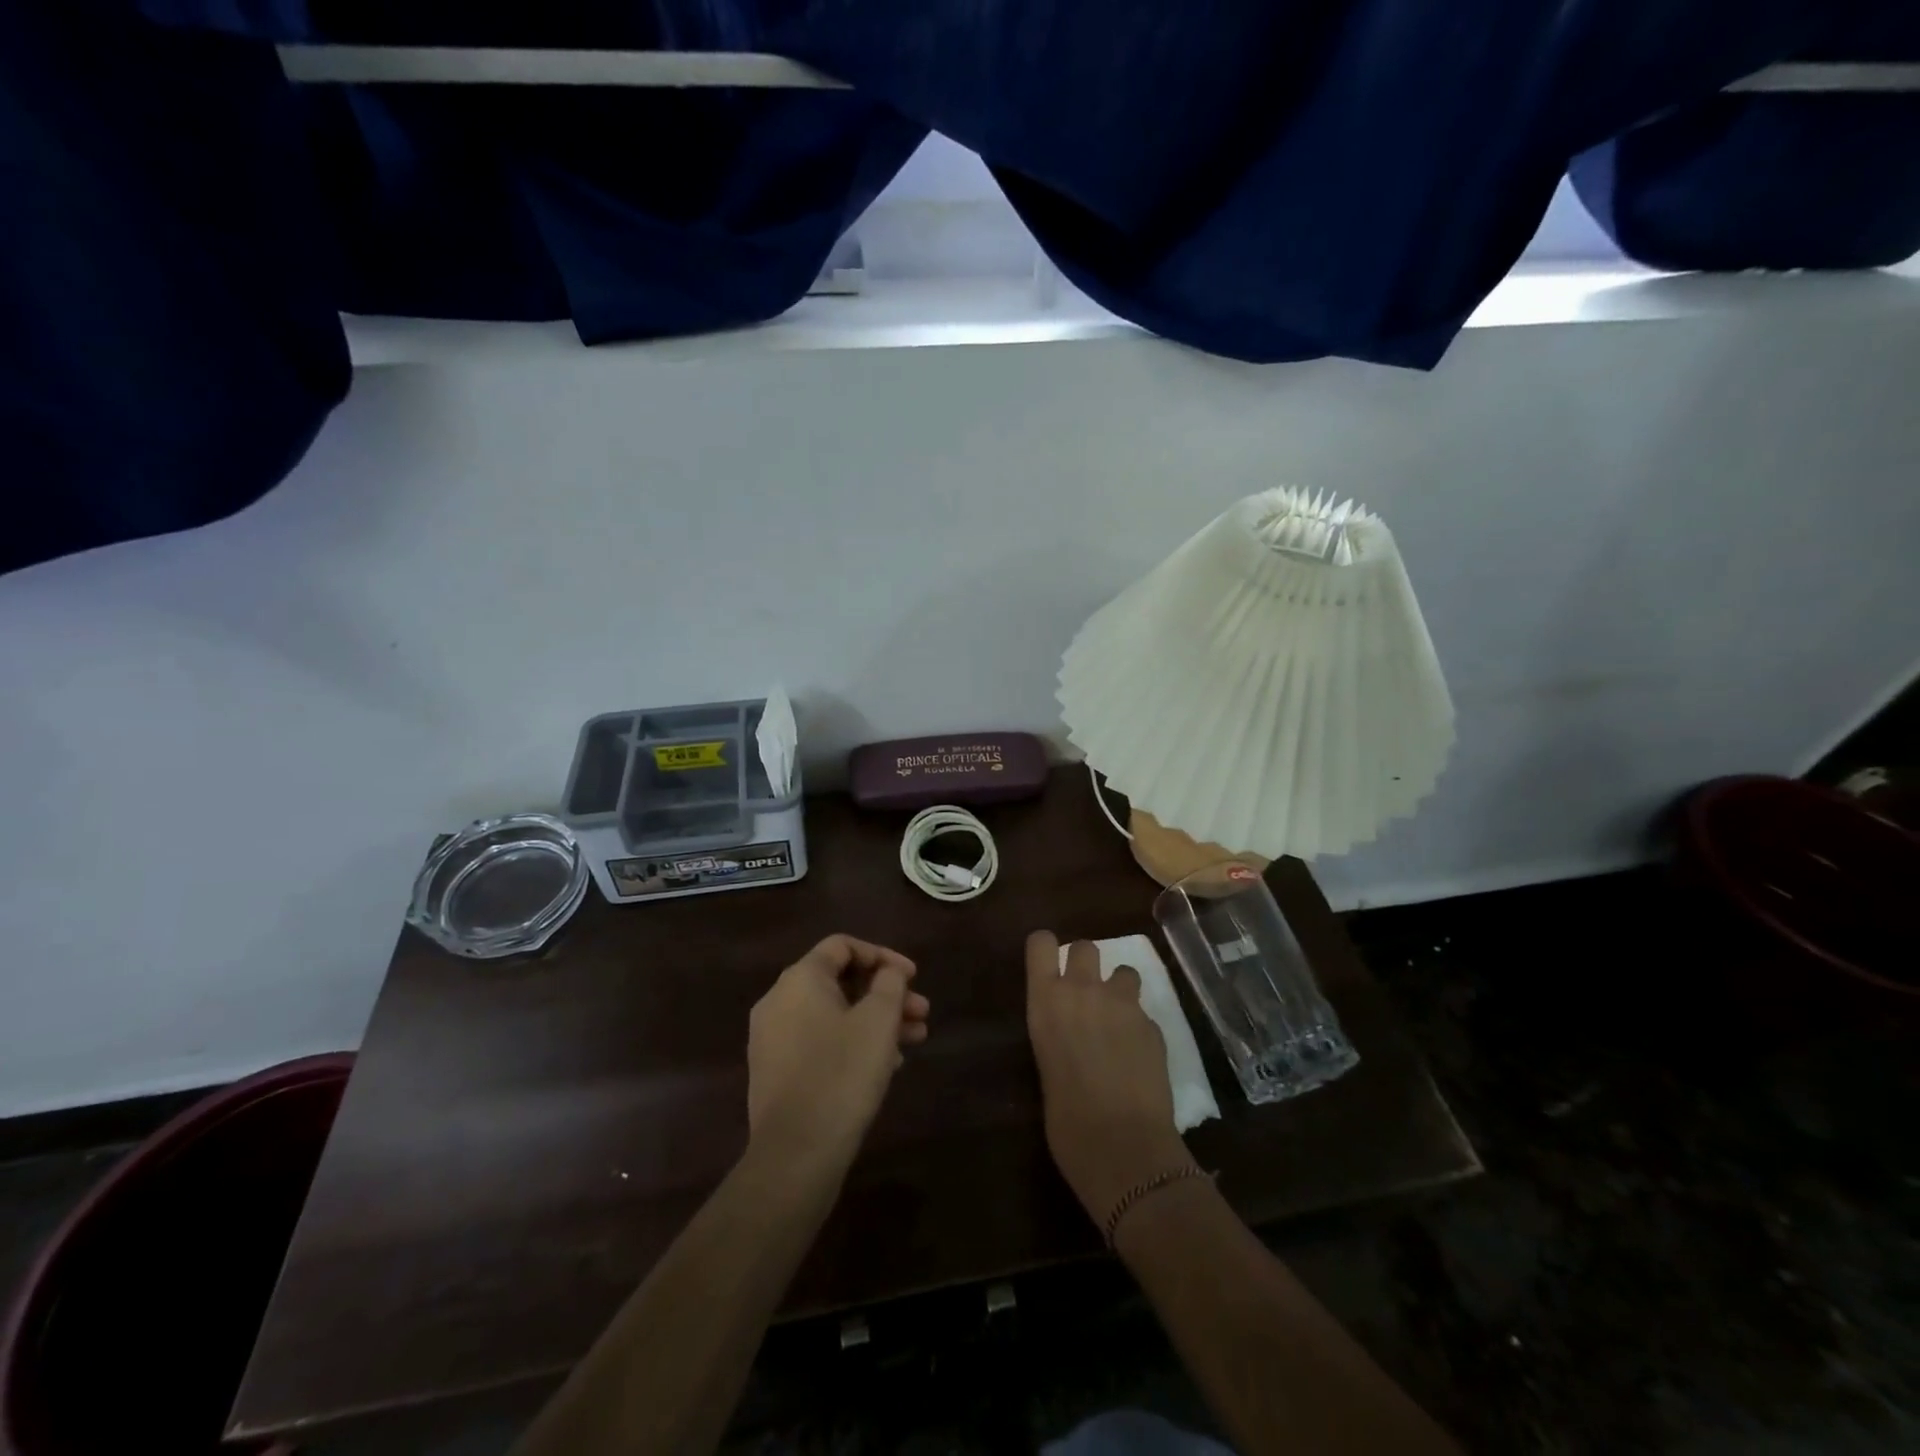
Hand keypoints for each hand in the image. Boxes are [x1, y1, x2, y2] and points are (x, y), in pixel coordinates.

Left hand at [747, 935, 929, 1180]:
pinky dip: (853, 1041)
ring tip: (915, 1040)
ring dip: (875, 1020)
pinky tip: (886, 1064)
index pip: (842, 946)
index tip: (912, 977)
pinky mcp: (776, 1070)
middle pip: (840, 981)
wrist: (795, 1154)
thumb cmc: (842, 1074)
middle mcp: (779, 1001)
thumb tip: (887, 972)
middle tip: (922, 1012)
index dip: (882, 955)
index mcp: (800, 979)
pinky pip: (820, 1040)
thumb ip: (889, 984)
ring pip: (833, 1014)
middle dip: (885, 993)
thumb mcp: (878, 1021)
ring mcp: (773, 1038)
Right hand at [1026, 930, 1195, 1226]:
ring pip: (1123, 971)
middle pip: (1085, 946)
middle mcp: (1083, 990)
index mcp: (1046, 1001)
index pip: (1041, 942)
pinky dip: (1140, 1027)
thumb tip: (1068, 1035)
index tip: (1048, 967)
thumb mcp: (1046, 1067)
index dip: (1046, 950)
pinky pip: (1144, 1012)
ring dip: (1119, 990)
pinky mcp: (1154, 1025)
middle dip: (1086, 964)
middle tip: (1085, 996)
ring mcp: (1123, 1005)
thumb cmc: (1066, 1122)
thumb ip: (1056, 1035)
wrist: (1123, 1148)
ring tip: (1117, 1023)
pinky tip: (1138, 1058)